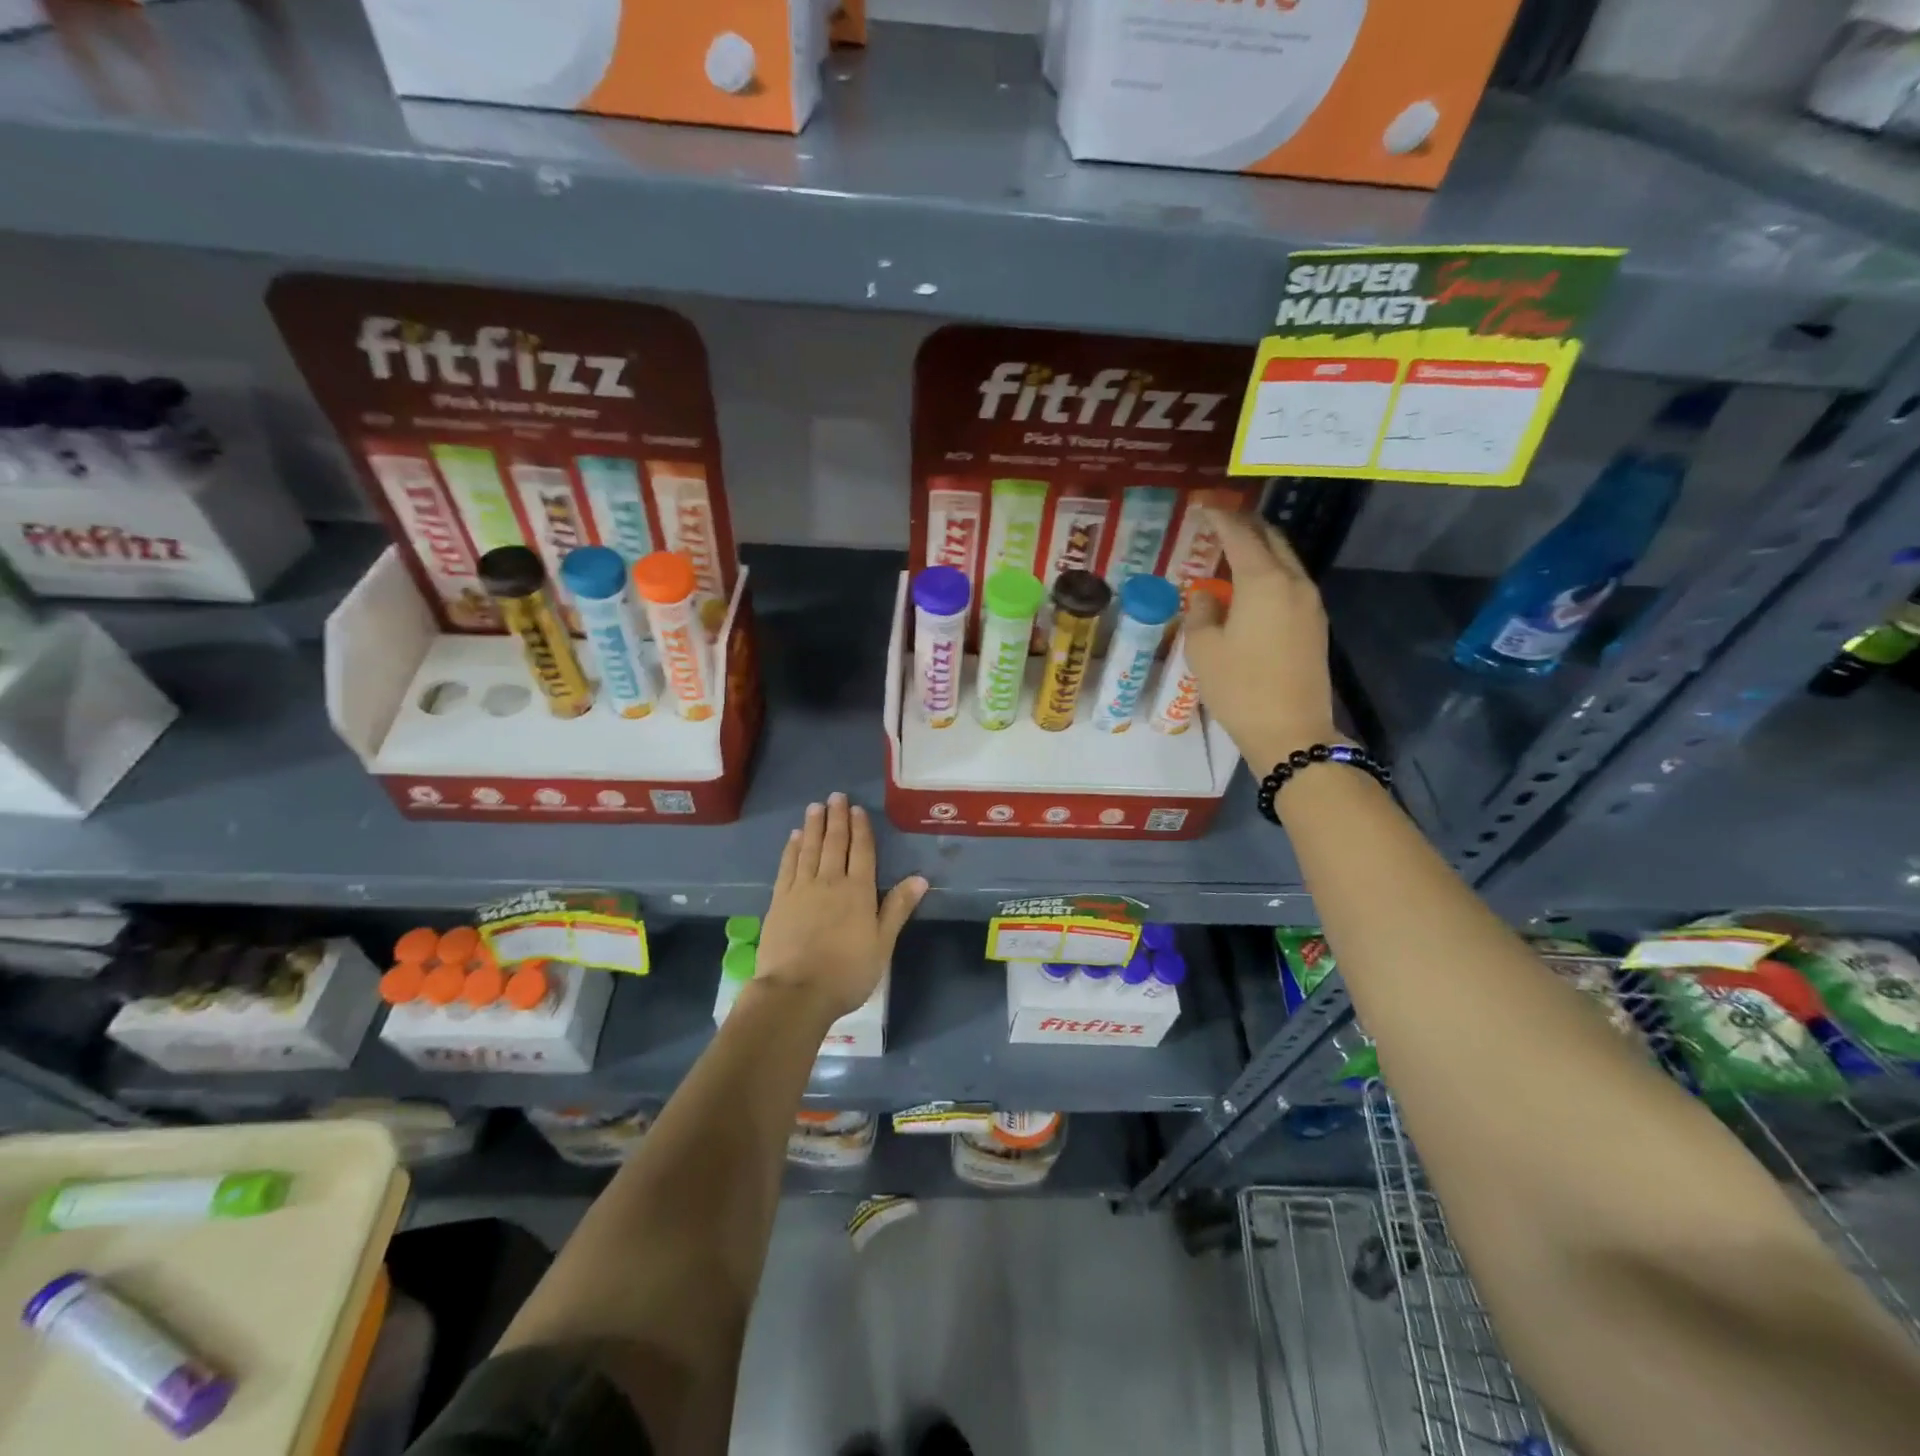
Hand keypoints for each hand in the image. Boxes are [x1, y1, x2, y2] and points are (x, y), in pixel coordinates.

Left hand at [754, 792, 927, 1020]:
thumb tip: (920, 877)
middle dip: (836, 818)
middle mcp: (830, 882)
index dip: (860, 829)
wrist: (796, 992)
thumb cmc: (847, 972)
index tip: (856, 808)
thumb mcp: (882, 944)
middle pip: (834, 843)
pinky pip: (787, 866)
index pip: (861, 851)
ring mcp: (801, 889)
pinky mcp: (779, 901)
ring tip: (815, 808)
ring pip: (809, 849)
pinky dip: (791, 849)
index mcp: (858, 891)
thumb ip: (897, 908)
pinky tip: (793, 838)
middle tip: (835, 796)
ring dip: (813, 827)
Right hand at [1184, 509, 1340, 766]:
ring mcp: (1310, 603)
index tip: (1202, 506)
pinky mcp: (1315, 624)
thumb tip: (1206, 596)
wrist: (1291, 731)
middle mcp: (1293, 582)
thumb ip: (1201, 612)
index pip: (1240, 535)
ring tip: (1232, 551)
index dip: (1219, 518)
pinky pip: (1291, 583)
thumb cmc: (1240, 688)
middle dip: (1245, 526)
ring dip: (1260, 550)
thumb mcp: (1203, 650)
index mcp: (1263, 581)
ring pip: (1285, 560)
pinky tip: (1251, 586)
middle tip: (1219, 523)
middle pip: (1271, 539)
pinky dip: (1270, 573)